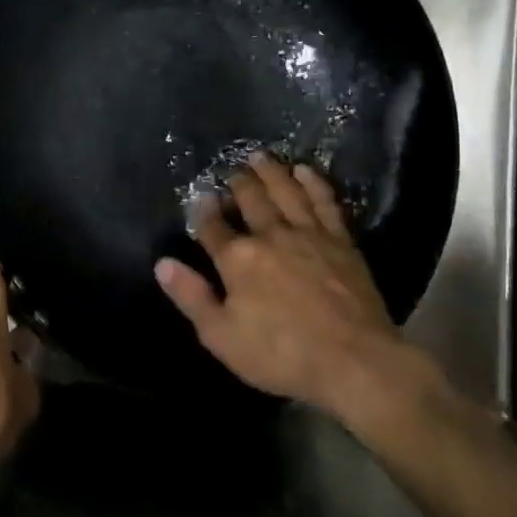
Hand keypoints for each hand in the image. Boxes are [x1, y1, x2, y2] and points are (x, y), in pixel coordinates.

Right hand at [154, 153, 444, 426]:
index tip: (200, 198)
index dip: (203, 211)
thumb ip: (192, 297)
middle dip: (238, 182)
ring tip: (260, 156)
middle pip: (250, 199)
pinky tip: (305, 171)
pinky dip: (313, 183)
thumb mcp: (221, 336)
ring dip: (271, 172)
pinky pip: (323, 201)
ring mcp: (308, 233)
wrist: (354, 360)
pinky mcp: (340, 240)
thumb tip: (163, 263)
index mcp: (237, 259)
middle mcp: (270, 235)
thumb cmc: (281, 354)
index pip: (212, 226)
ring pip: (285, 191)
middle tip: (231, 170)